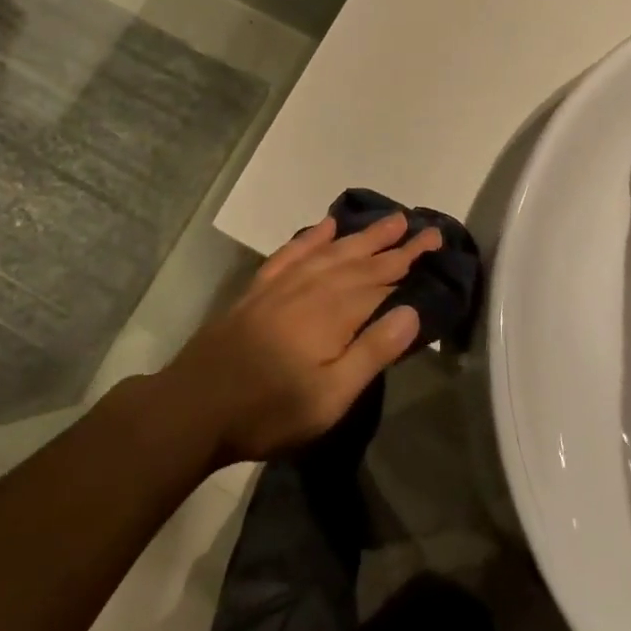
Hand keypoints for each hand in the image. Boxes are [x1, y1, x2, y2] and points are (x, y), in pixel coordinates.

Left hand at [157, 213, 438, 465]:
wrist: (195, 406)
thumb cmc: (269, 410)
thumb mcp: (330, 396)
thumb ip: (372, 352)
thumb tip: (413, 311)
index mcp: (334, 314)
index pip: (381, 280)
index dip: (409, 260)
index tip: (434, 239)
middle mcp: (311, 289)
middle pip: (359, 261)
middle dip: (391, 244)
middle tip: (418, 225)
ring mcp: (282, 286)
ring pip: (330, 252)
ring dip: (359, 236)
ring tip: (386, 221)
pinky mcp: (259, 291)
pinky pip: (291, 253)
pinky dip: (311, 238)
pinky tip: (324, 228)